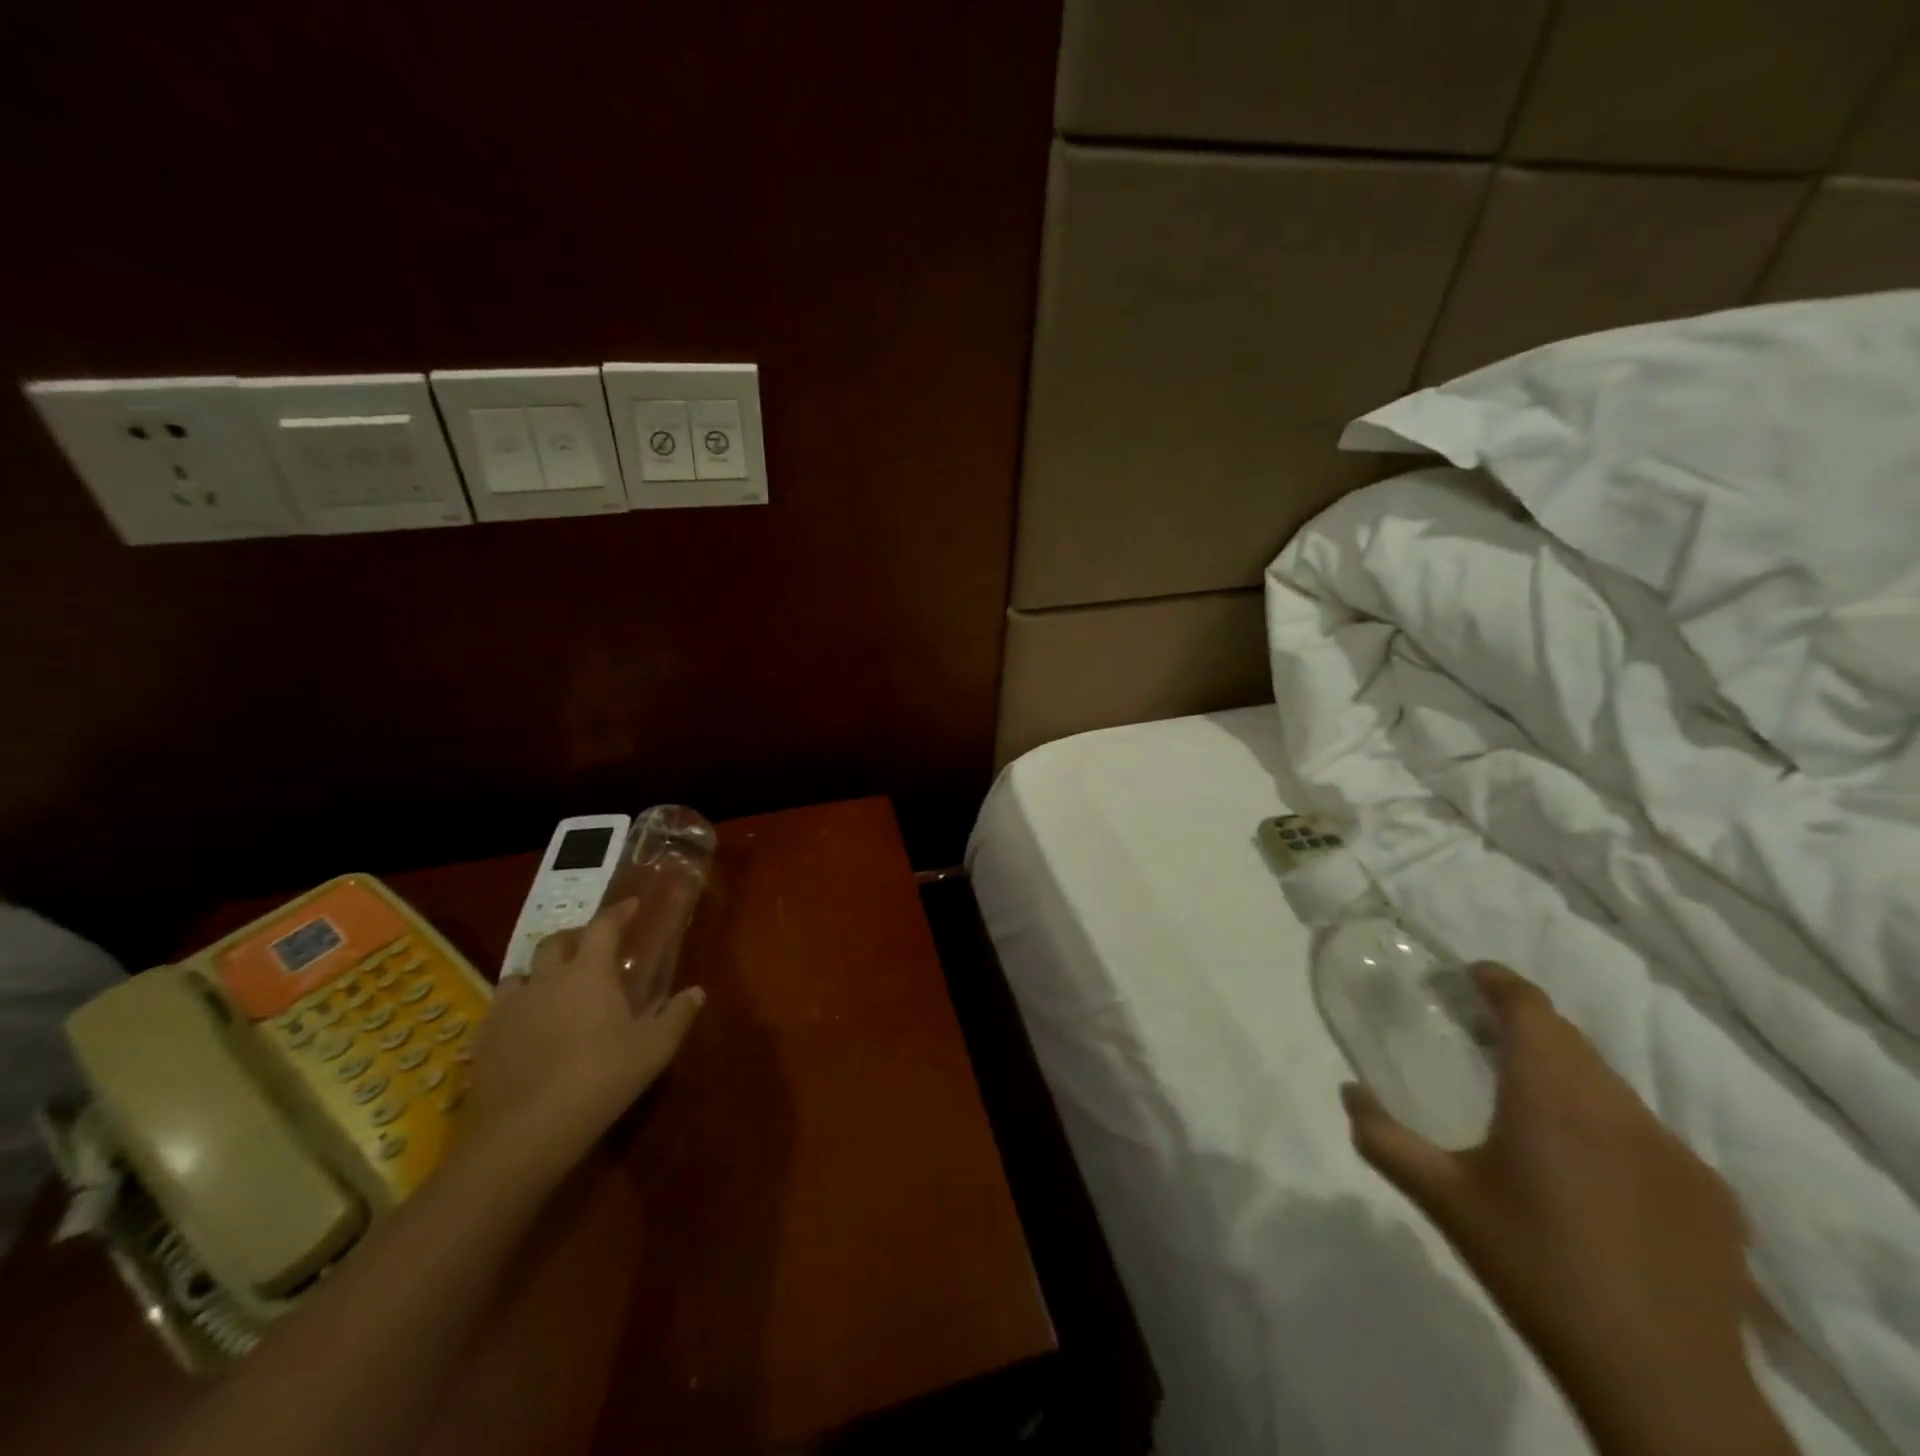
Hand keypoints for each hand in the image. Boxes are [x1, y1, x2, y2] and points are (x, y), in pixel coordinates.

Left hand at [456, 900, 703, 1188]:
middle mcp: (546, 979)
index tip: (632, 906)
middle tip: (592, 947)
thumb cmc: (600, 1078)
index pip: (603, 927)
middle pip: (555, 943)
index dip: (619, 913)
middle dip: (575, 937)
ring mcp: (509, 1009)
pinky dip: (516, 1009)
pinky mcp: (484, 1041)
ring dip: (539, 973)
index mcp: (588, 972)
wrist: (525, 1131)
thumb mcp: (654, 1049)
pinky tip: (525, 1028)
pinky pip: (499, 1011)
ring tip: (553, 988)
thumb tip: (697, 992)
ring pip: (520, 974)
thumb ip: (676, 1015)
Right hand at [1342, 964, 1786, 1454]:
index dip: (1502, 983)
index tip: (1474, 974)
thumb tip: (1348, 1091)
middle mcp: (1616, 1109)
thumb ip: (1384, 1138)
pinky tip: (1595, 1176)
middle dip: (1529, 1026)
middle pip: (1572, 1041)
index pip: (1531, 1011)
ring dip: (1570, 1076)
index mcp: (1550, 1098)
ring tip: (1535, 1105)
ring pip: (1612, 1086)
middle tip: (1488, 1036)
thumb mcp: (1441, 1200)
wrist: (1658, 1379)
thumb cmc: (1533, 1268)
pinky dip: (1612, 1129)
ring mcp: (1674, 1152)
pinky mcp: (1712, 1195)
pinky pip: (1649, 1136)